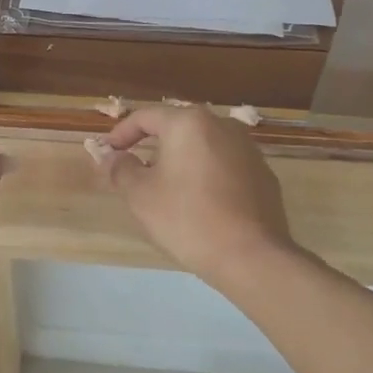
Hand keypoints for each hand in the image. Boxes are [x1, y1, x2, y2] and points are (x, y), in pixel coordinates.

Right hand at [94, 106, 296, 287]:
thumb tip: (112, 157)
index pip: (145, 116)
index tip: (108, 153)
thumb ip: (121, 169)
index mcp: (188, 123)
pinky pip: (225, 165)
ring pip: (203, 146)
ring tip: (167, 187)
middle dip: (152, 146)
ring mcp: (248, 149)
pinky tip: (200, 202)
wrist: (251, 256)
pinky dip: (207, 175)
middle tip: (135, 170)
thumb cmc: (187, 219)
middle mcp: (222, 125)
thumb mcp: (140, 195)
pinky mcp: (263, 174)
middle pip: (177, 128)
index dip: (121, 133)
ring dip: (181, 160)